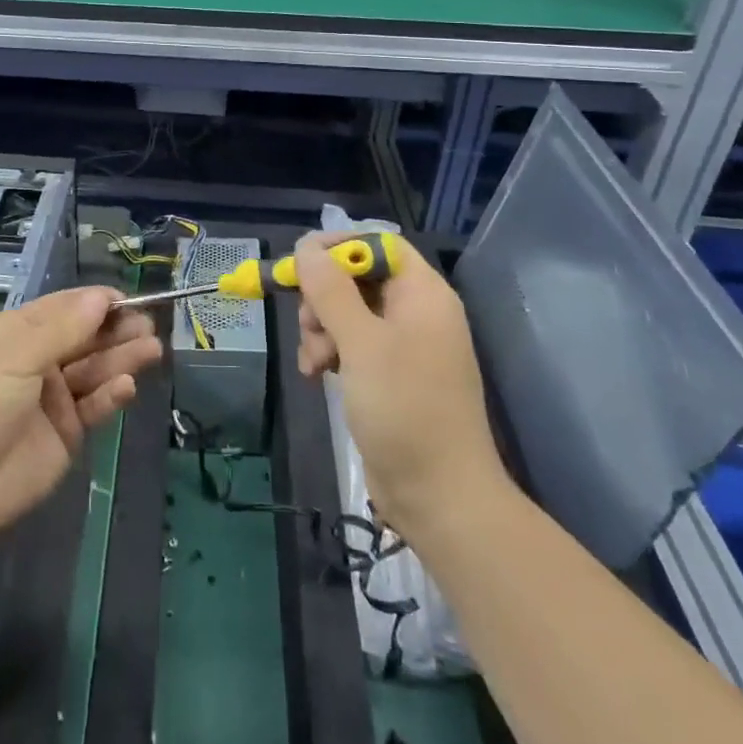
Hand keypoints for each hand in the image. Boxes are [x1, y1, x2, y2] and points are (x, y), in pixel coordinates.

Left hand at [0, 287, 161, 534]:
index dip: (97, 302)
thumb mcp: (16, 356)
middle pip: (86, 337)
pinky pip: (95, 405)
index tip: (130, 299)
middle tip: (149, 326)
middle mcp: (38, 359)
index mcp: (18, 333)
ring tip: (152, 350)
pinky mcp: (67, 430)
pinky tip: (126, 386)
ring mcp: (54, 396)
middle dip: (117, 330)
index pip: (65, 307)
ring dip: (122, 358)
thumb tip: (102, 297)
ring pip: (95, 369)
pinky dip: (112, 394)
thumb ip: (63, 328)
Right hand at [293, 232, 513, 548]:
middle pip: (358, 277)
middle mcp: (416, 312)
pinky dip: (331, 353)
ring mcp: (404, 346)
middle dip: (324, 296)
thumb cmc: (405, 410)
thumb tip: (306, 248)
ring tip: (313, 362)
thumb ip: (332, 291)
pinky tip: (316, 375)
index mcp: (423, 294)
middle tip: (307, 322)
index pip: (379, 244)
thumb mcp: (362, 344)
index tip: (301, 264)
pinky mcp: (390, 376)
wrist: (441, 499)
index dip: (339, 247)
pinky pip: (352, 344)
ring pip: (349, 312)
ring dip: (322, 328)